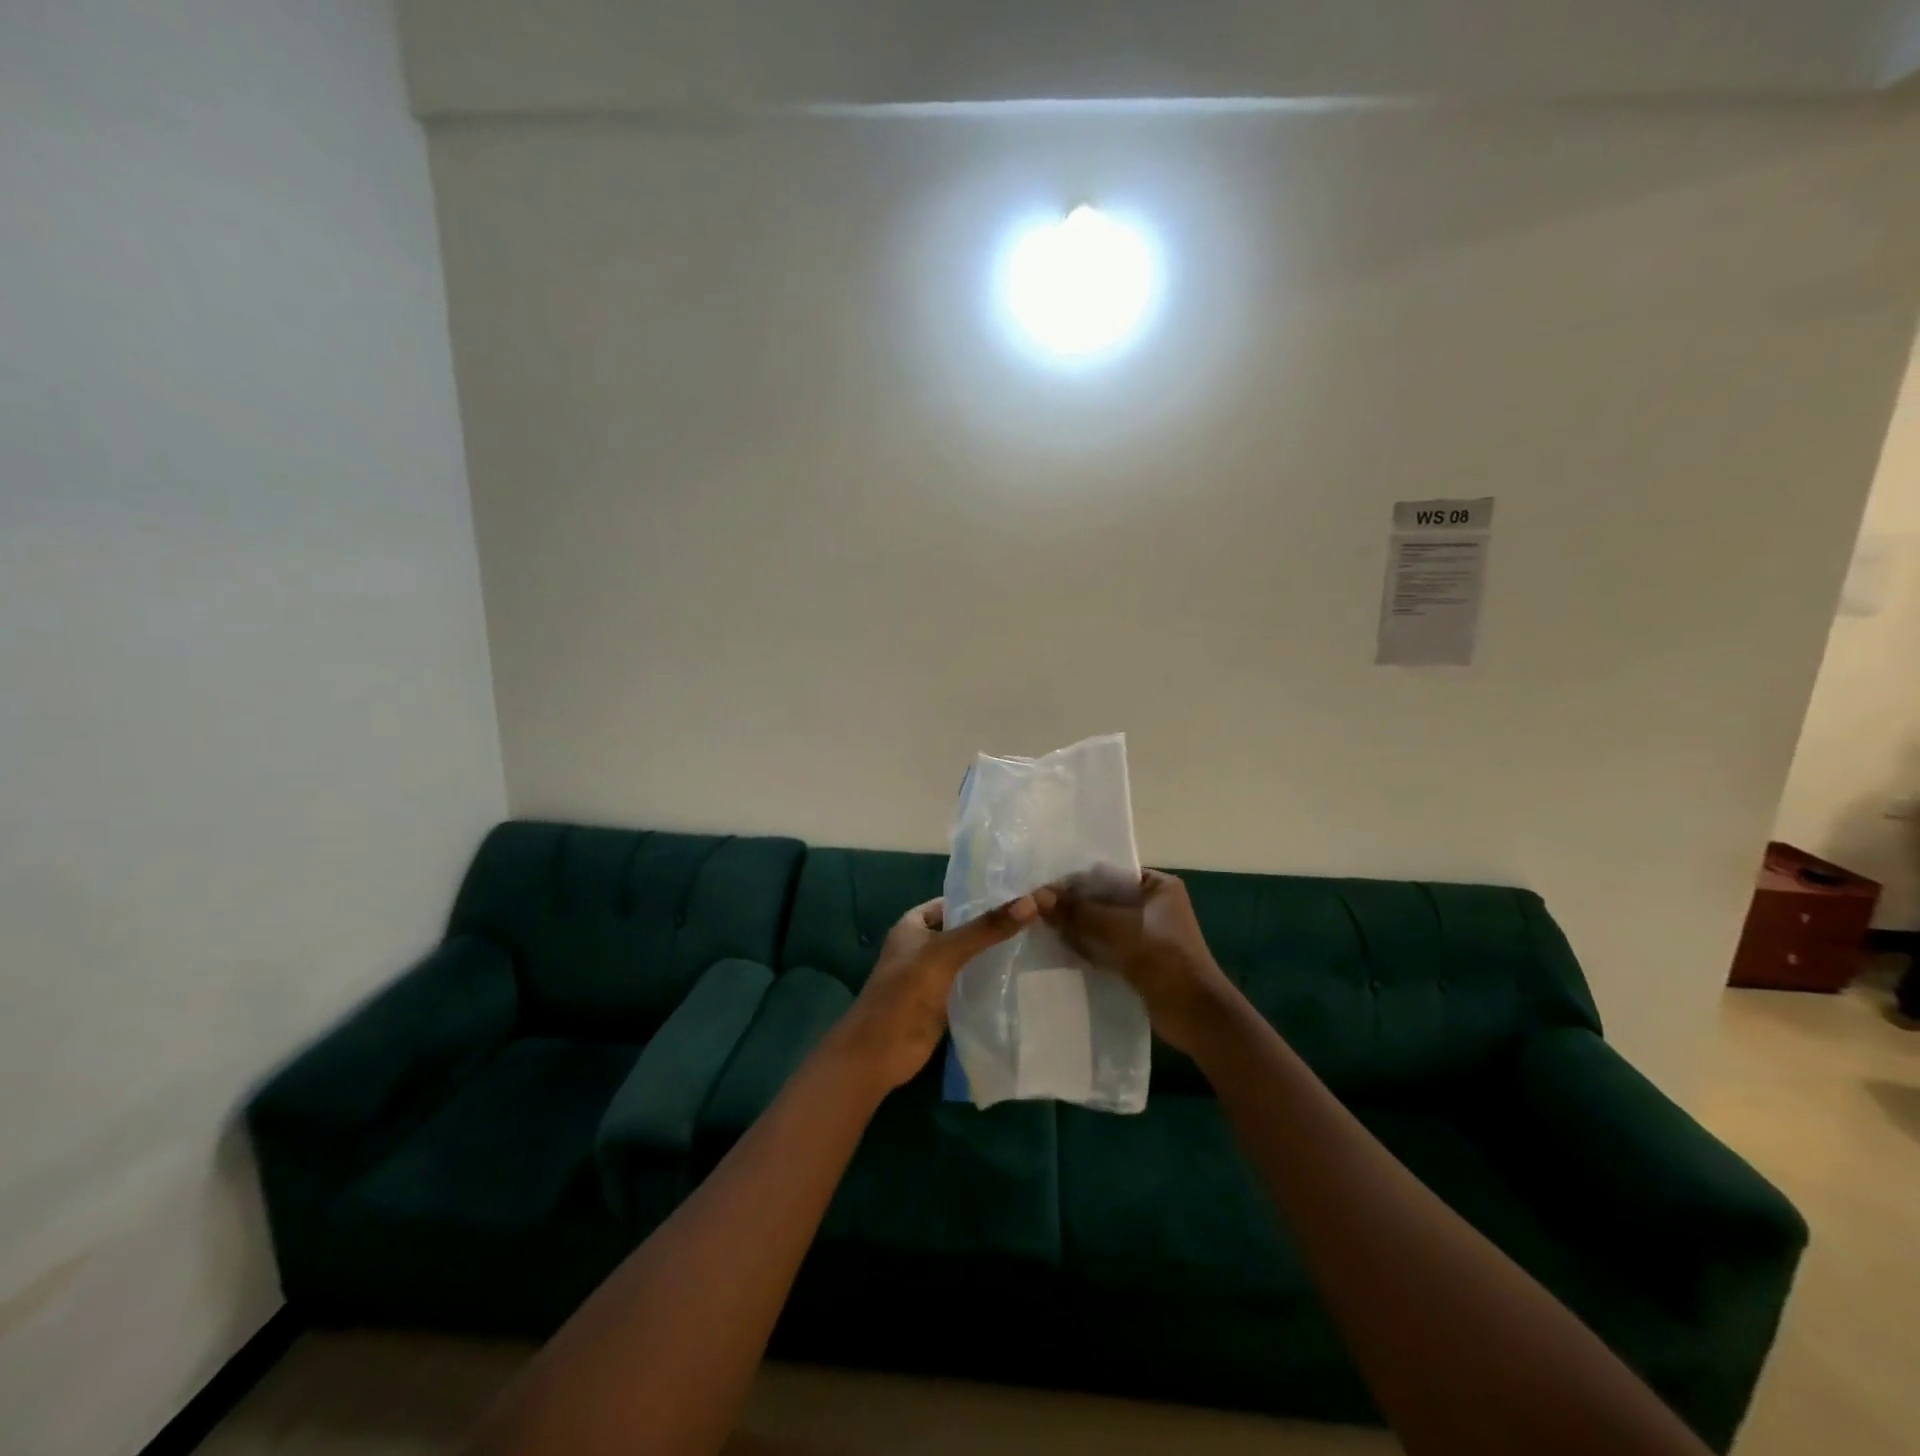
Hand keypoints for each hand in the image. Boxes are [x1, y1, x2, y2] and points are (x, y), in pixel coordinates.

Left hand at [836, 892, 1050, 1091]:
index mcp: (913, 925)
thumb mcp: (946, 952)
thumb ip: (986, 929)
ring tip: (1039, 942)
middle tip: (1038, 917)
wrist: (879, 1053)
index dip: (983, 897)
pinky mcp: (944, 1003)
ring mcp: (933, 976)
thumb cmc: (906, 992)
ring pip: (970, 958)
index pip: (954, 901)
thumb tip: (1031, 901)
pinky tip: (1022, 976)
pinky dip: (991, 981)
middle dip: (994, 927)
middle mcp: (923, 946)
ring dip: (995, 954)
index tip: (1021, 894)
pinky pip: (972, 984)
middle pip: (964, 930)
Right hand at [1042, 869, 1232, 1053]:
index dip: (1077, 879)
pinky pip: (1107, 944)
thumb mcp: (1119, 929)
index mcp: (1158, 885)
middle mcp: (1154, 904)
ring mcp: (1148, 933)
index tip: (1044, 886)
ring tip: (1041, 925)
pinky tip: (1060, 947)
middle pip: (1105, 898)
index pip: (1110, 873)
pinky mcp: (1140, 958)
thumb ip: (1079, 912)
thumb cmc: (1164, 959)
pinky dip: (1088, 945)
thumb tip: (1037, 897)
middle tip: (1036, 906)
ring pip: (1104, 923)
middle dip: (1074, 904)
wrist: (1197, 1016)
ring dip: (1078, 926)